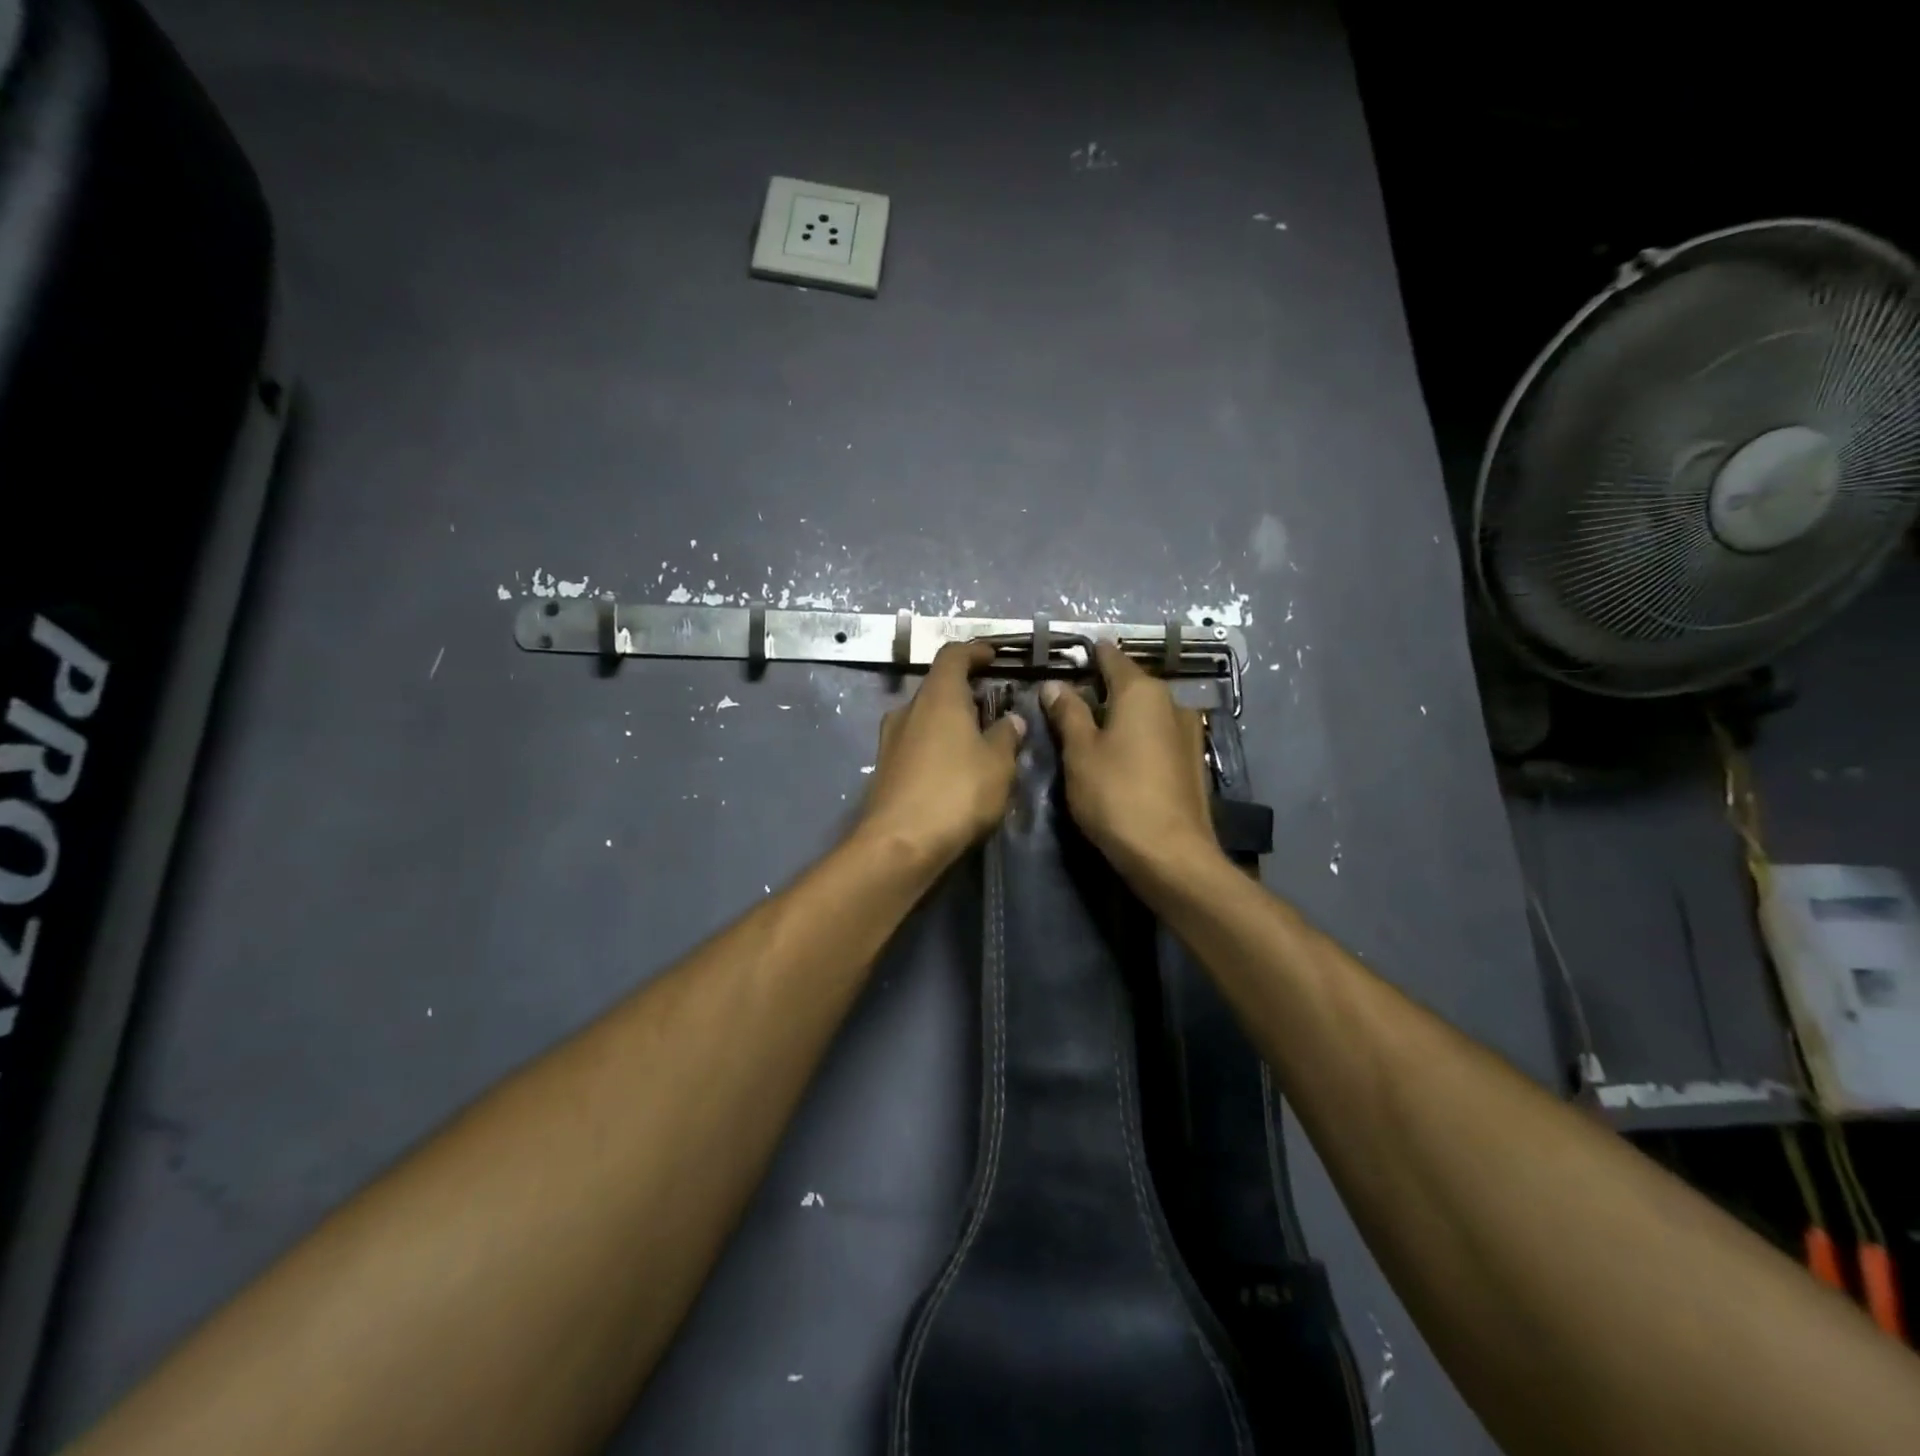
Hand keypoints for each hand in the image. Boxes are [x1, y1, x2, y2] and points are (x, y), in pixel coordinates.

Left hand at [856, 641, 1024, 867]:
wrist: (899, 844)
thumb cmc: (956, 793)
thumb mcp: (998, 764)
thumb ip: (1007, 736)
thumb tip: (1010, 720)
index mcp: (938, 696)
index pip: (953, 655)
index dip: (975, 651)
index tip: (993, 656)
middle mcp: (908, 709)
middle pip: (938, 687)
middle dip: (967, 693)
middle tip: (995, 708)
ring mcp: (891, 740)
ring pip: (926, 718)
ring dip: (951, 722)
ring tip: (979, 742)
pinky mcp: (885, 768)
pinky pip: (917, 743)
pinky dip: (938, 745)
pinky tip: (956, 769)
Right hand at [1039, 643, 1218, 879]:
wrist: (1170, 853)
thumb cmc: (1116, 795)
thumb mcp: (1080, 752)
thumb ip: (1068, 713)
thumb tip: (1055, 684)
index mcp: (1142, 691)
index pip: (1112, 658)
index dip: (1090, 655)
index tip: (1070, 658)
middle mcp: (1172, 702)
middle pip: (1131, 685)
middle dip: (1103, 689)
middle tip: (1070, 702)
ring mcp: (1188, 732)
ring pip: (1146, 712)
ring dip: (1122, 716)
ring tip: (1093, 732)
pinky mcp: (1193, 761)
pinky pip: (1158, 736)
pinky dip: (1138, 738)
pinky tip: (1122, 757)